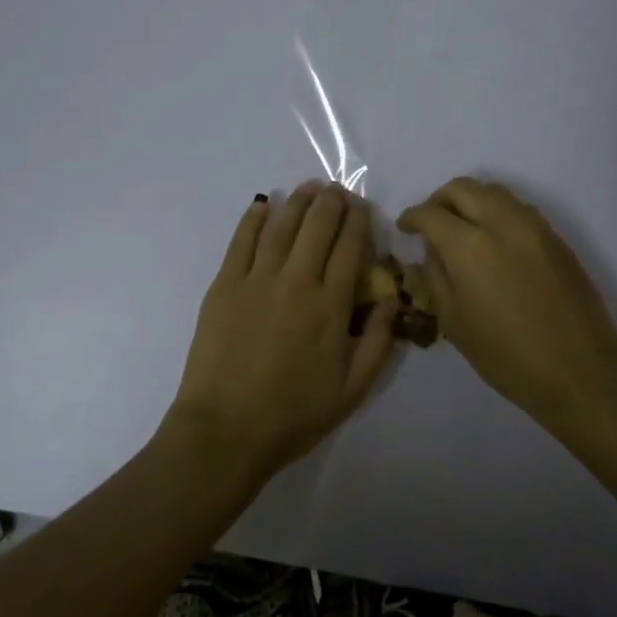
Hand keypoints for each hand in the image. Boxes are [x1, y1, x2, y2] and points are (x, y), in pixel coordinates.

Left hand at [164, 183, 397, 487]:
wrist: (226, 429)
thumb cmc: (293, 414)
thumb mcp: (353, 389)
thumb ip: (379, 342)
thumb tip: (391, 299)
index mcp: (331, 305)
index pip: (349, 248)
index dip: (358, 222)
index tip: (361, 206)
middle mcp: (296, 281)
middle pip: (317, 228)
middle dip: (331, 203)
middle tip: (337, 190)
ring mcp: (256, 279)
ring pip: (282, 226)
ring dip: (298, 202)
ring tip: (308, 187)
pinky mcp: (224, 285)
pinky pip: (242, 241)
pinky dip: (254, 218)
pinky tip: (262, 205)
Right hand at [398, 177, 616, 427]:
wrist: (580, 371)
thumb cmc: (506, 355)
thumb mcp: (454, 321)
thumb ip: (435, 275)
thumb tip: (431, 249)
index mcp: (469, 246)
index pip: (430, 214)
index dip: (412, 217)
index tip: (405, 228)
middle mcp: (501, 223)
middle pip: (462, 188)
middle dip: (439, 200)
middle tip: (431, 223)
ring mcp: (533, 226)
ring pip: (493, 191)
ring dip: (470, 200)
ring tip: (461, 228)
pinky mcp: (555, 237)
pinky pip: (517, 208)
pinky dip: (496, 211)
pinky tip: (493, 239)